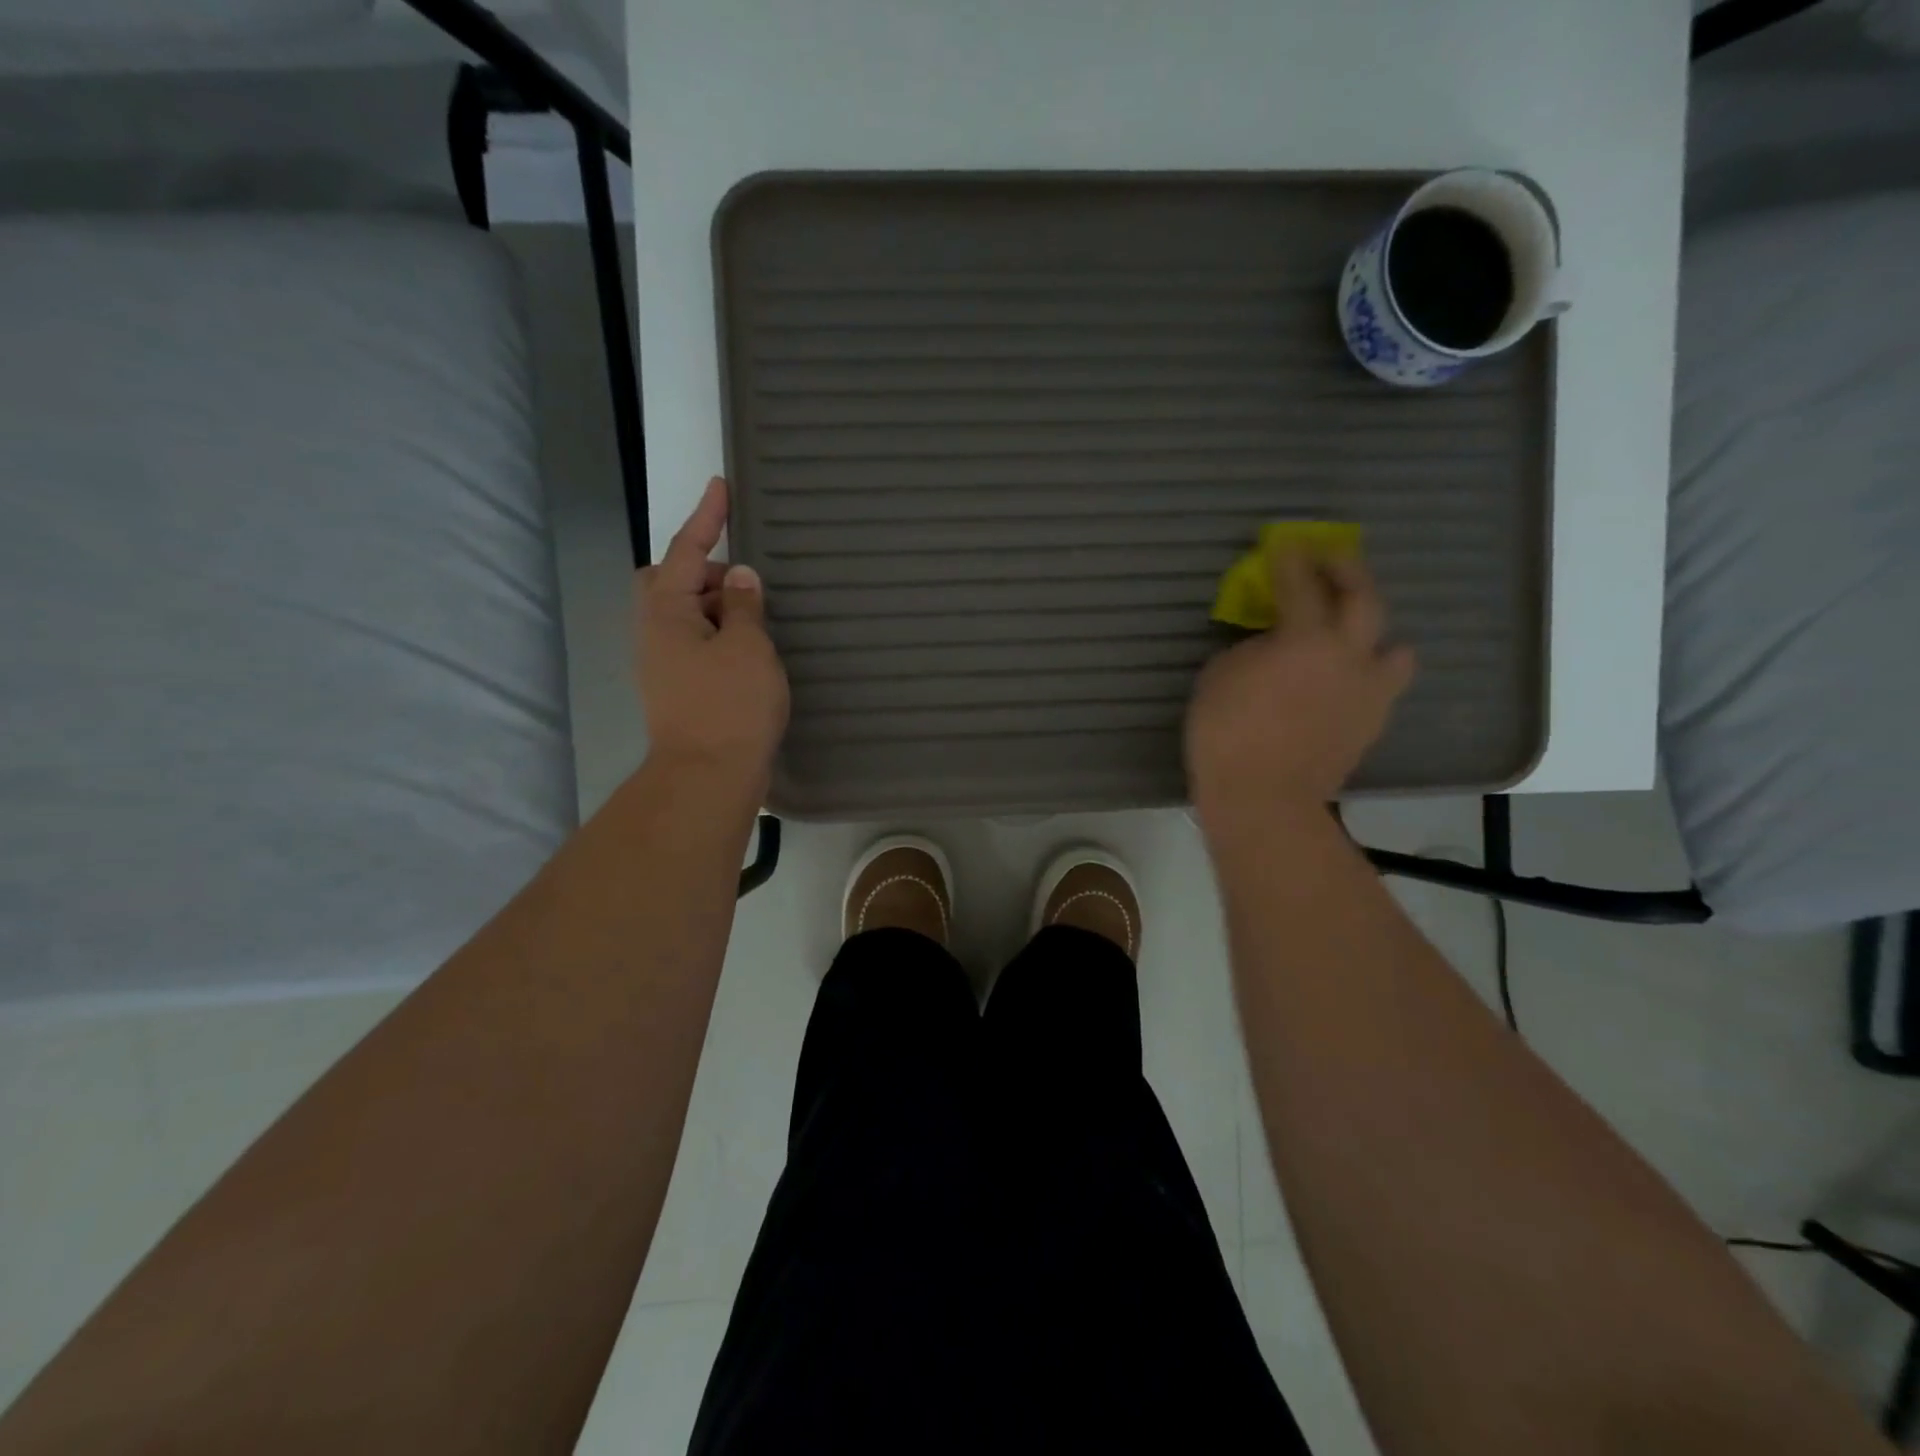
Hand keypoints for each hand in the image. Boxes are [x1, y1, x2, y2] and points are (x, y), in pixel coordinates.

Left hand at [635, 477, 789, 778]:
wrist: (708, 777)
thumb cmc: (730, 707)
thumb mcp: (748, 648)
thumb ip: (746, 606)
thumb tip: (742, 578)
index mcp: (667, 612)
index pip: (687, 551)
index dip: (706, 517)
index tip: (721, 486)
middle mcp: (655, 632)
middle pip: (673, 581)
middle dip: (706, 571)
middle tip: (747, 583)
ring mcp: (663, 663)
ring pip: (686, 615)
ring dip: (717, 607)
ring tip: (758, 619)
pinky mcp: (677, 688)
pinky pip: (696, 642)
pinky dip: (720, 634)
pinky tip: (749, 650)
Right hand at [1186, 547, 1413, 826]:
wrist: (1263, 799)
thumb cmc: (1227, 734)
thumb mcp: (1219, 677)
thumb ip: (1250, 649)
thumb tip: (1271, 644)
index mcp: (1306, 639)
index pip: (1301, 584)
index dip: (1291, 559)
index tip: (1285, 543)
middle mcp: (1349, 656)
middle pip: (1364, 598)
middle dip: (1347, 571)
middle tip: (1329, 562)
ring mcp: (1368, 693)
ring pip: (1396, 649)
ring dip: (1375, 635)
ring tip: (1352, 637)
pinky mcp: (1371, 725)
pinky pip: (1381, 687)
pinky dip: (1366, 676)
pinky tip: (1342, 684)